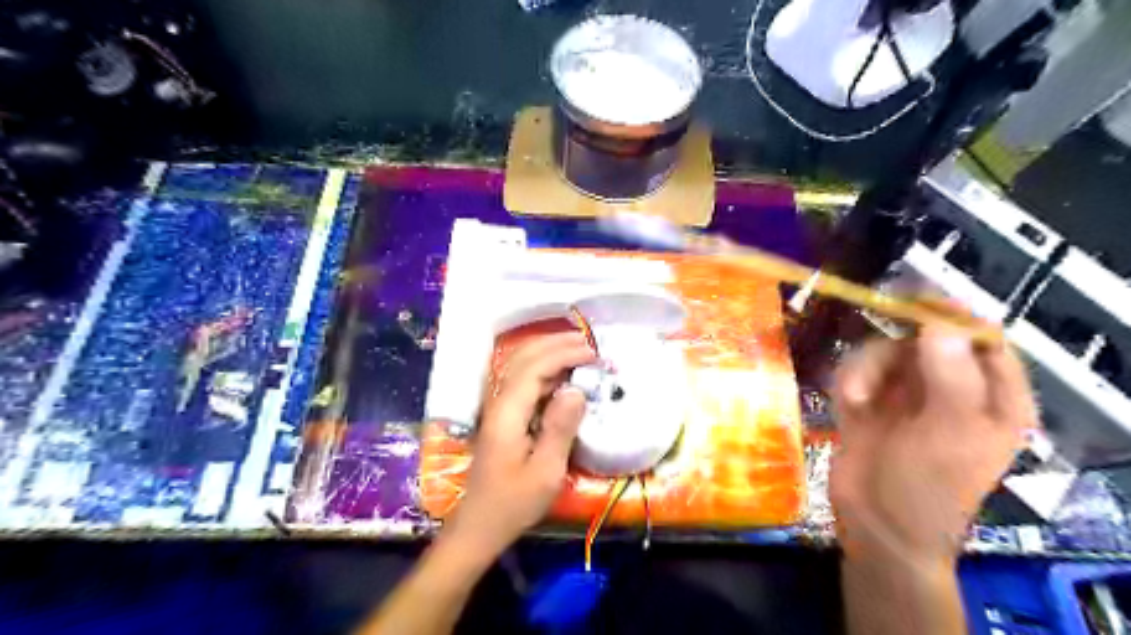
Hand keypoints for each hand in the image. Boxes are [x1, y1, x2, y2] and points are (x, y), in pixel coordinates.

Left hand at [448, 332, 593, 554]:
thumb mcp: (545, 472)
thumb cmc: (514, 503)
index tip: (593, 354)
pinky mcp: (502, 416)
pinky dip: (543, 368)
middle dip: (555, 344)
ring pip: (519, 365)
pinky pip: (521, 380)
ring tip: (578, 349)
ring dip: (548, 352)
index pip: (534, 367)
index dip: (564, 354)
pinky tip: (561, 374)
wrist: (480, 525)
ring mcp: (497, 408)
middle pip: (522, 357)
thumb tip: (577, 390)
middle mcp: (498, 402)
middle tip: (588, 342)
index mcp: (508, 413)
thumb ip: (560, 428)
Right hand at [828, 327, 1031, 565]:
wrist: (874, 526)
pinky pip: (857, 370)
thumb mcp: (950, 435)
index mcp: (993, 397)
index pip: (983, 338)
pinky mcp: (870, 400)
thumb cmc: (927, 487)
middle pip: (923, 338)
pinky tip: (846, 406)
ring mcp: (907, 393)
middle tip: (873, 357)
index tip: (915, 304)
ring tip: (855, 400)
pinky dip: (848, 381)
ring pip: (884, 352)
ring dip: (865, 370)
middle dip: (894, 350)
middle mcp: (951, 388)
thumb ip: (951, 377)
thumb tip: (938, 323)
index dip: (952, 317)